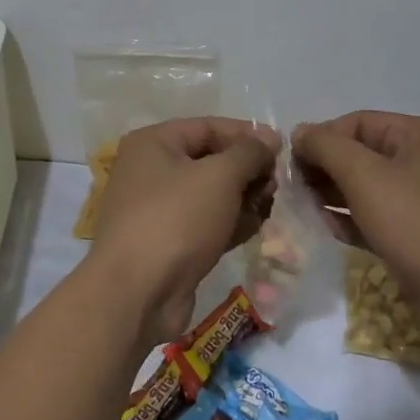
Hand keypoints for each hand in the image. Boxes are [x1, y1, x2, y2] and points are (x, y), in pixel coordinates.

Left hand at [88, 117, 278, 343]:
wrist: (137, 293)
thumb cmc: (176, 219)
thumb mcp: (219, 176)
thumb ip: (249, 153)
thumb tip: (269, 138)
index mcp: (153, 143)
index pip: (208, 127)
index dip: (246, 135)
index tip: (282, 149)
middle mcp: (151, 170)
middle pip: (210, 160)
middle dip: (247, 170)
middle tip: (276, 185)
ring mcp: (158, 209)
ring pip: (211, 194)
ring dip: (243, 198)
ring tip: (270, 207)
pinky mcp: (170, 243)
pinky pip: (206, 223)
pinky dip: (231, 223)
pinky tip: (256, 228)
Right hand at [292, 112, 419, 347]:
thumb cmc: (419, 224)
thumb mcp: (365, 176)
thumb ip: (326, 147)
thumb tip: (300, 133)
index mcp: (417, 135)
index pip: (355, 122)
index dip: (320, 138)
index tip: (289, 163)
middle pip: (360, 153)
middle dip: (324, 168)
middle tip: (293, 188)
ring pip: (366, 187)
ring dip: (332, 195)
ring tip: (303, 208)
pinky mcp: (419, 235)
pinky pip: (376, 216)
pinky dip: (351, 220)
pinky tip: (327, 230)